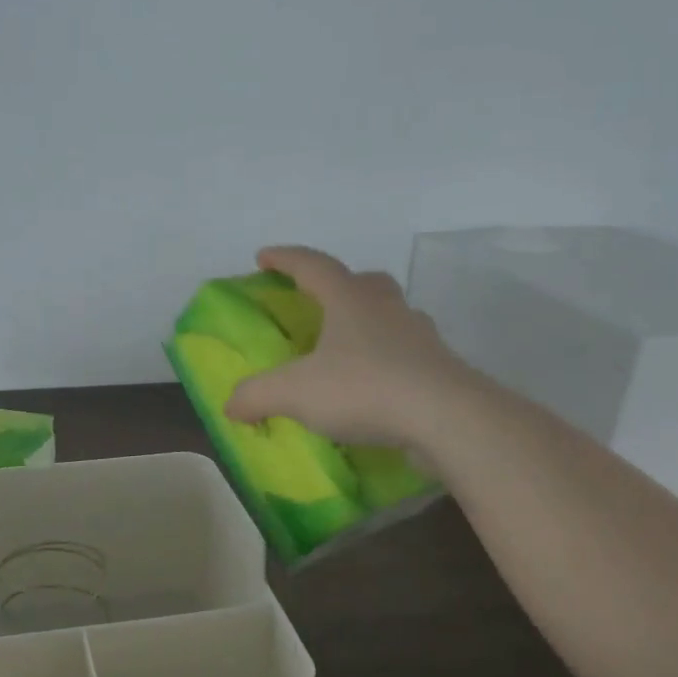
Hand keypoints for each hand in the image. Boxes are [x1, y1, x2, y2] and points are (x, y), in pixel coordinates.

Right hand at [225, 246, 465, 449]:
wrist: (447, 418)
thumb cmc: (364, 388)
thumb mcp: (295, 393)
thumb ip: (256, 395)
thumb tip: (230, 405)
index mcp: (349, 300)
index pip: (313, 265)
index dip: (285, 259)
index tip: (263, 257)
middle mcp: (387, 308)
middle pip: (363, 282)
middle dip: (339, 285)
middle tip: (320, 301)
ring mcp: (420, 336)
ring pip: (391, 316)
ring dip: (368, 323)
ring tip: (348, 349)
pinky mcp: (440, 369)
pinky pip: (407, 354)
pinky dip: (387, 362)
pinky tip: (375, 387)